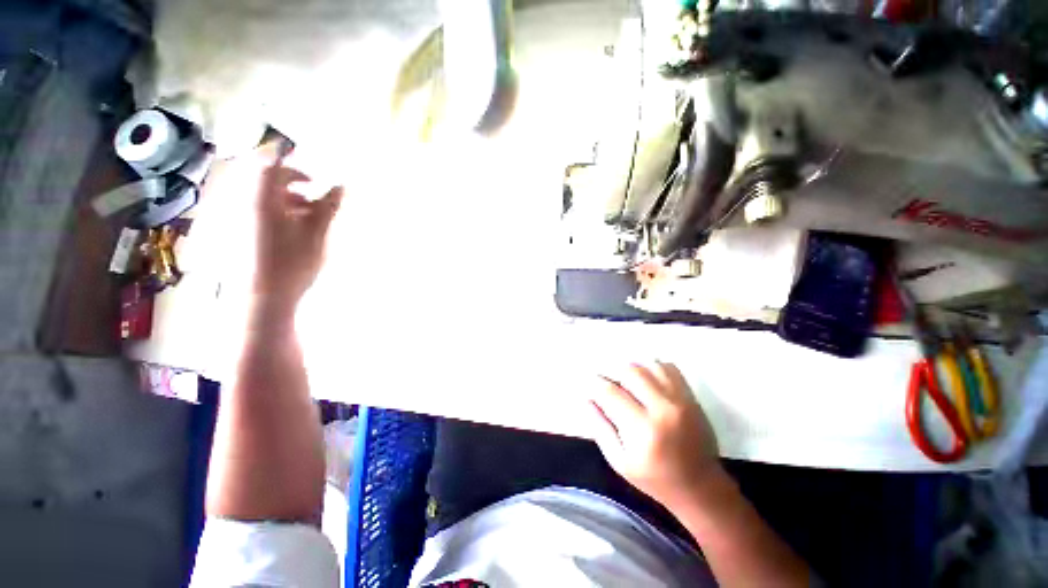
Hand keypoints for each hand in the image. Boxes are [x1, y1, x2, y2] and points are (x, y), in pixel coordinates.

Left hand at [250, 142, 342, 309]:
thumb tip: (341, 185)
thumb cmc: (291, 262)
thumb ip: (327, 206)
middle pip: (262, 180)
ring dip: (284, 199)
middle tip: (313, 197)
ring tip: (305, 216)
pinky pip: (253, 211)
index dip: (291, 165)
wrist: (262, 297)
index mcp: (261, 198)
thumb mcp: (316, 232)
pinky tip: (290, 229)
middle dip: (290, 183)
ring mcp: (236, 219)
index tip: (313, 177)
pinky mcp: (235, 234)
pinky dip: (274, 212)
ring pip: (259, 197)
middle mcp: (242, 202)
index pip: (270, 165)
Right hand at [588, 362, 722, 507]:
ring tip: (627, 383)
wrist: (700, 486)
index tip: (589, 385)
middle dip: (612, 372)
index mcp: (642, 430)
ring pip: (649, 365)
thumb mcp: (619, 461)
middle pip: (630, 370)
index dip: (594, 384)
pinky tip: (647, 381)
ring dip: (632, 369)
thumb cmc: (655, 479)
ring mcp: (680, 400)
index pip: (610, 392)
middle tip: (608, 383)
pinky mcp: (691, 397)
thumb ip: (600, 427)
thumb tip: (587, 398)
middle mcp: (663, 409)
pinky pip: (668, 368)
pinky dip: (653, 368)